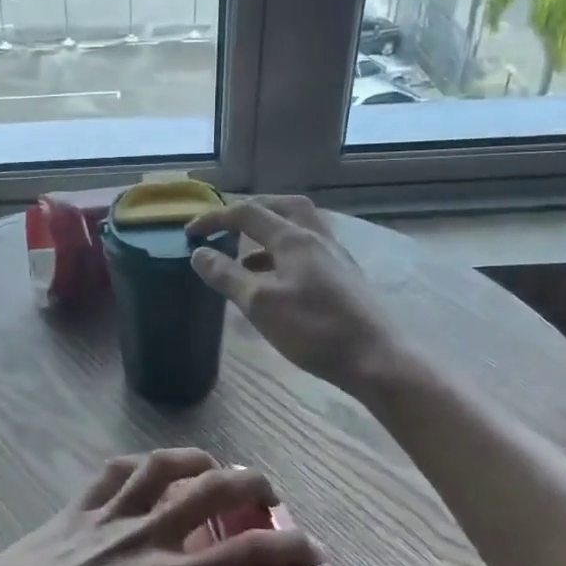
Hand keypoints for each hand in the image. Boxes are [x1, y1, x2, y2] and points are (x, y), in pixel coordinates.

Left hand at [0, 449, 319, 565]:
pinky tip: (151, 472)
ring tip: (215, 469)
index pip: (244, 553)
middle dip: (252, 484)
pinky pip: (117, 470)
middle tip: (268, 496)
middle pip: (212, 489)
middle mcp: (145, 535)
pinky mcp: (77, 506)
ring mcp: (109, 514)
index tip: (309, 548)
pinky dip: (142, 465)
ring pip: (164, 466)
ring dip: (199, 461)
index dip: (287, 546)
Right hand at [186, 196, 402, 396]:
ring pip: (300, 227)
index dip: (214, 219)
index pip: (247, 213)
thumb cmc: (314, 329)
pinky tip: (276, 278)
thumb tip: (199, 254)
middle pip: (283, 207)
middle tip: (227, 224)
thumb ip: (227, 276)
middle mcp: (317, 237)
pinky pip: (309, 249)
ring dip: (270, 230)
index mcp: (294, 238)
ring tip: (245, 253)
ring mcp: (336, 256)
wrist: (376, 358)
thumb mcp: (260, 304)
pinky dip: (285, 252)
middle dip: (251, 210)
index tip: (189, 233)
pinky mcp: (345, 276)